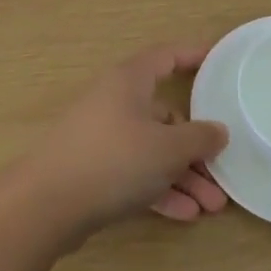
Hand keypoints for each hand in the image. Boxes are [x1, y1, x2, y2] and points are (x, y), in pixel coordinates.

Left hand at [17, 45, 230, 233]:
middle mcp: (115, 102)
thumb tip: (218, 130)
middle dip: (197, 146)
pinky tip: (185, 214)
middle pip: (165, 114)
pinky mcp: (94, 169)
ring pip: (152, 149)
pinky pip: (136, 173)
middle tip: (222, 170)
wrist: (47, 204)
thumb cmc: (114, 159)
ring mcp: (103, 137)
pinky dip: (160, 189)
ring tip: (211, 205)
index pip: (166, 56)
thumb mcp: (167, 148)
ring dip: (183, 176)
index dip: (193, 55)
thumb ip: (199, 138)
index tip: (218, 61)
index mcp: (130, 81)